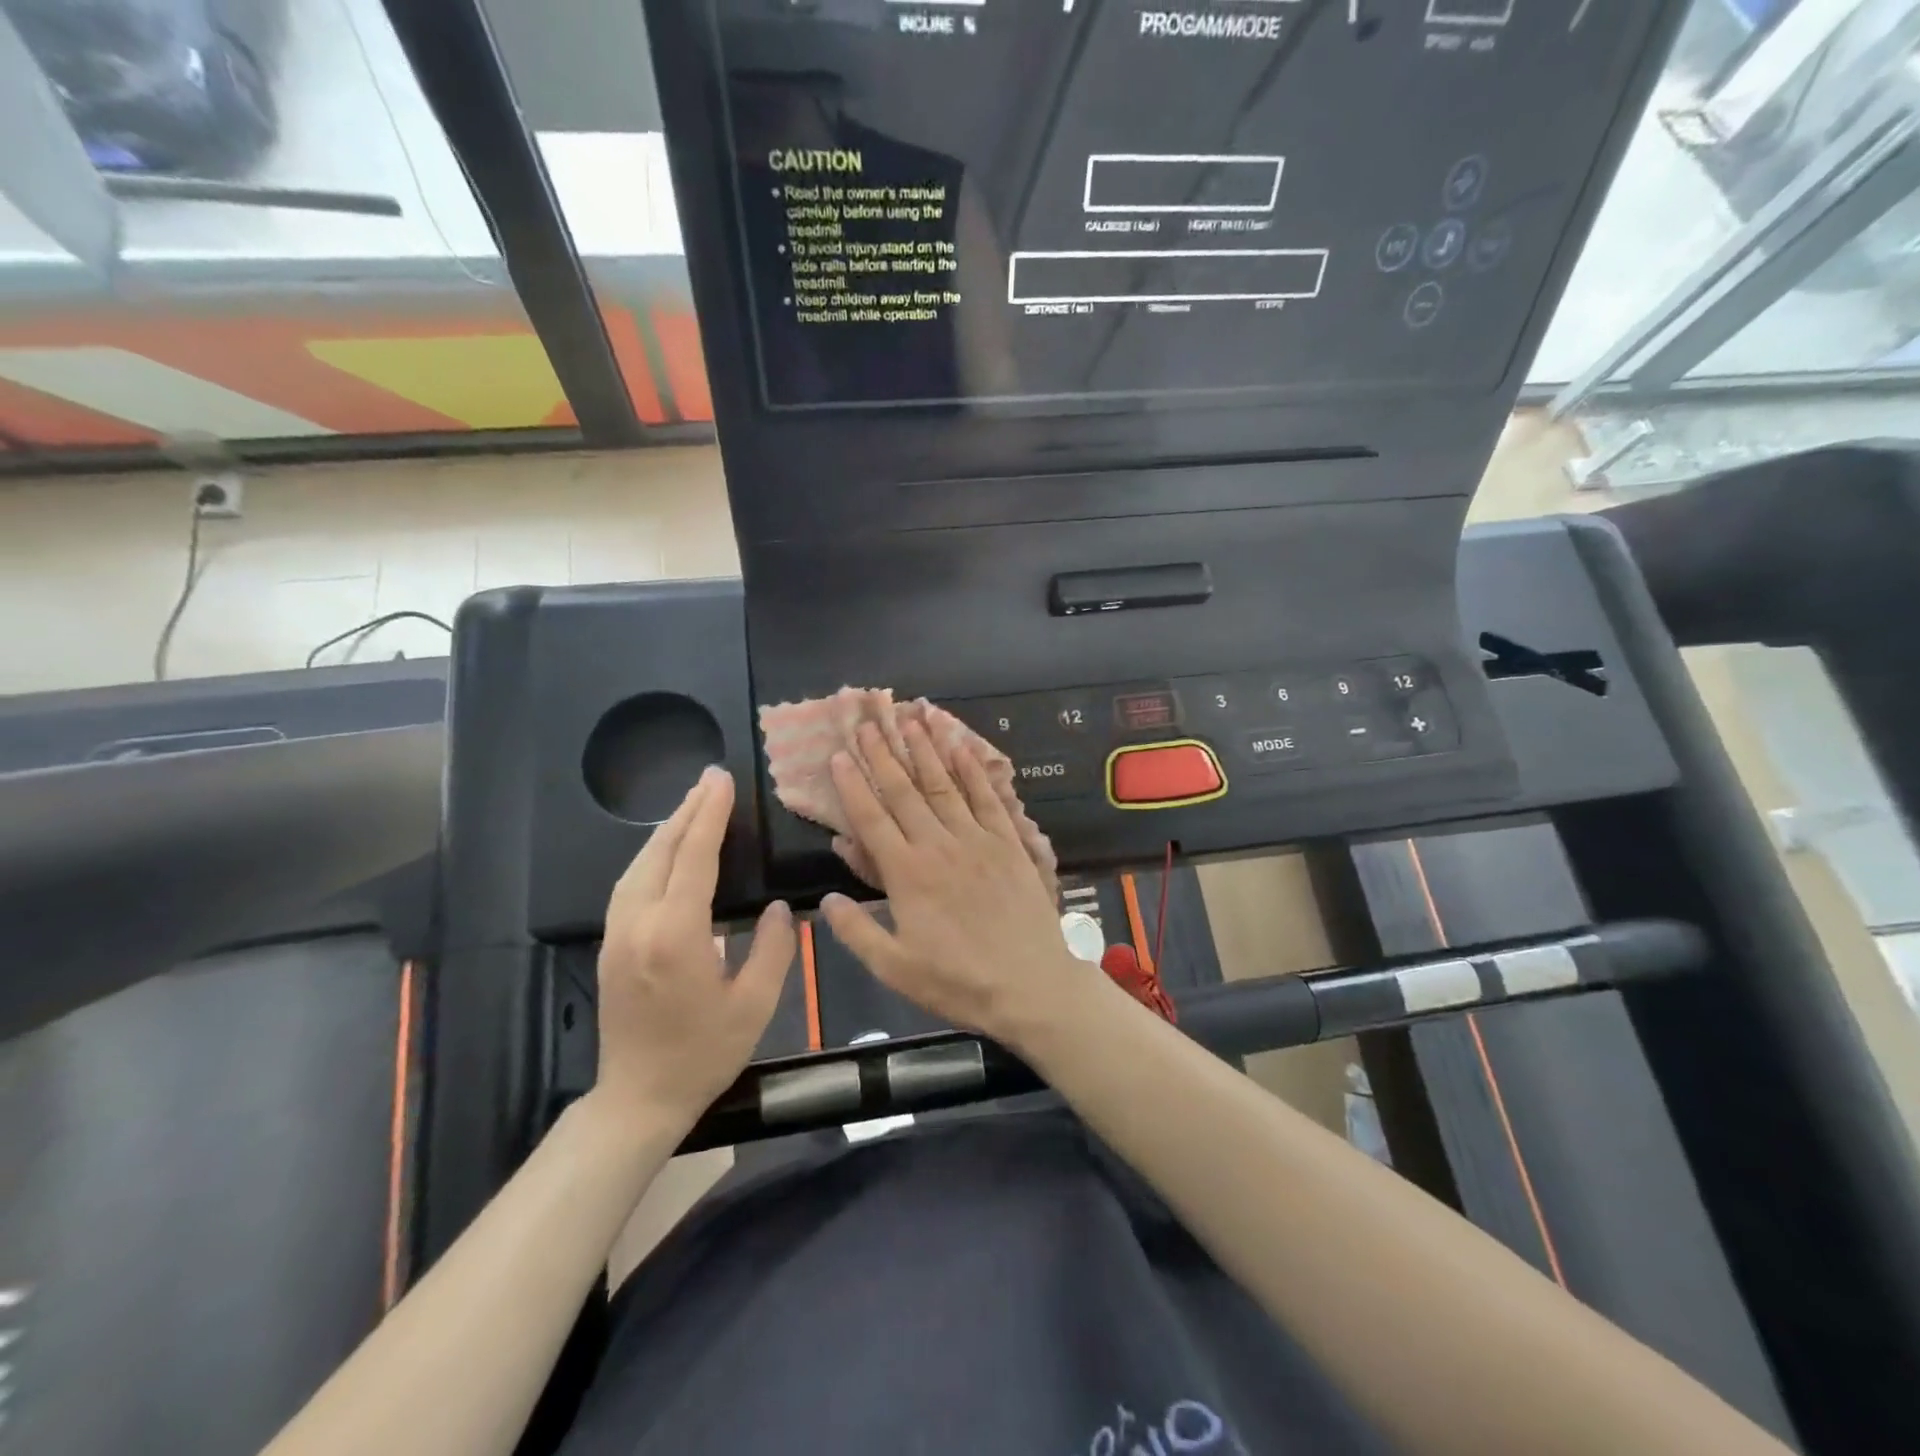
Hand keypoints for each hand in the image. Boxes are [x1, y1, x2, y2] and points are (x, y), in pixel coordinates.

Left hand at [593, 766, 794, 1126]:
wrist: (638, 1099)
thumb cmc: (703, 1054)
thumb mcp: (755, 1005)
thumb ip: (773, 948)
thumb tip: (779, 907)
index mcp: (676, 935)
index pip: (693, 858)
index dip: (709, 816)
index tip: (722, 782)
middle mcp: (638, 925)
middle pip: (660, 852)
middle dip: (687, 811)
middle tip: (711, 779)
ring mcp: (617, 934)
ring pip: (638, 865)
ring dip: (666, 830)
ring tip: (692, 805)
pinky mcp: (609, 945)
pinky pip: (629, 884)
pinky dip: (650, 856)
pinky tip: (665, 851)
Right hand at [820, 720, 1106, 1047]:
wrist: (1031, 985)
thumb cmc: (958, 982)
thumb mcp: (895, 968)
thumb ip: (857, 931)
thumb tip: (826, 898)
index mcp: (907, 874)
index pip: (872, 819)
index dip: (852, 785)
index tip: (838, 755)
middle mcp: (939, 846)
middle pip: (904, 792)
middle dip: (883, 755)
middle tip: (869, 722)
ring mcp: (977, 839)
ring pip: (944, 785)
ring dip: (925, 751)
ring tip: (911, 719)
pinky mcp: (1009, 843)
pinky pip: (988, 798)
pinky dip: (973, 770)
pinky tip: (962, 747)